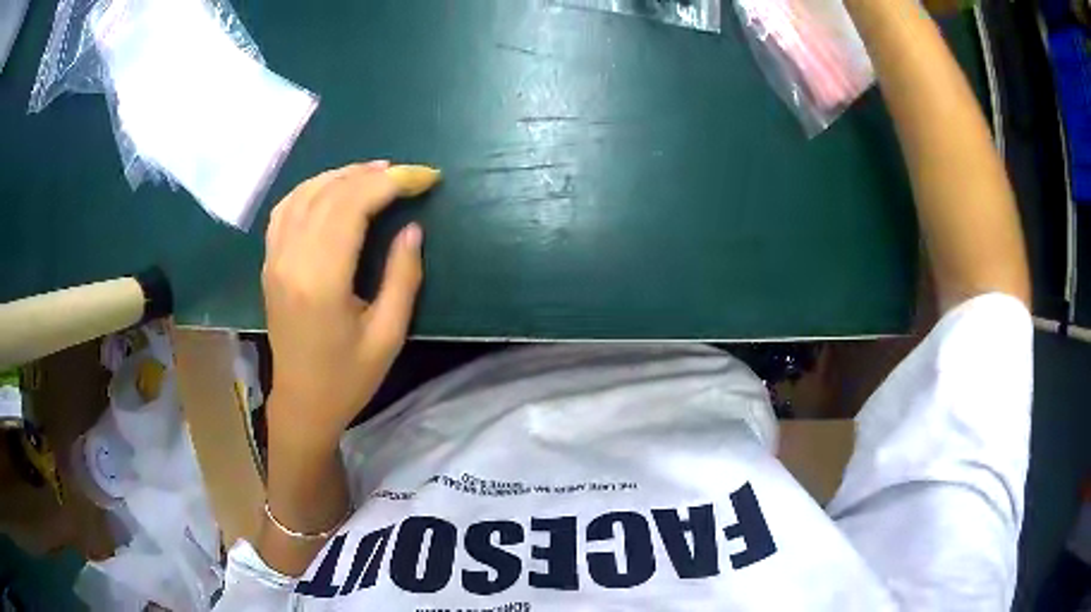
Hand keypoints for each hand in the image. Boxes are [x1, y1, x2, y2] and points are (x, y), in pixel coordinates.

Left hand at [262, 161, 422, 448]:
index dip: (391, 183)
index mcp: (321, 280)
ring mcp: (274, 259)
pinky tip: (332, 189)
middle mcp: (291, 260)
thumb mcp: (388, 336)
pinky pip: (285, 209)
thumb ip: (402, 278)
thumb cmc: (347, 379)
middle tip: (408, 174)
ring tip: (376, 173)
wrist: (302, 403)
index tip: (425, 178)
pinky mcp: (269, 263)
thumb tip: (411, 228)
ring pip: (304, 193)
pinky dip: (311, 188)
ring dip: (342, 175)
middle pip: (330, 193)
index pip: (353, 206)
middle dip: (372, 174)